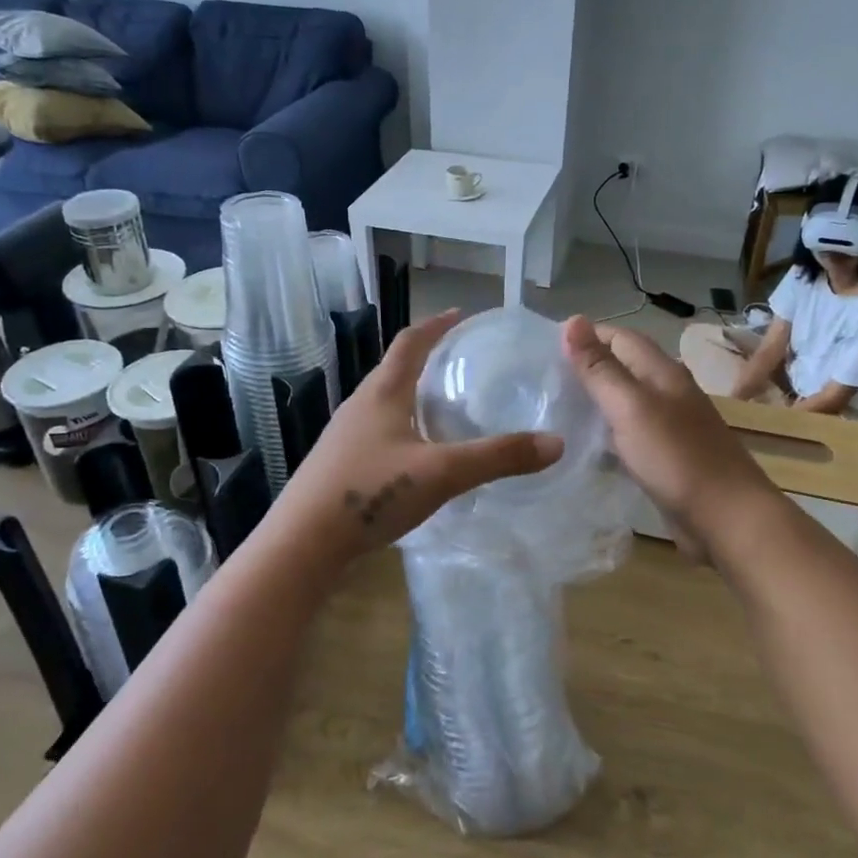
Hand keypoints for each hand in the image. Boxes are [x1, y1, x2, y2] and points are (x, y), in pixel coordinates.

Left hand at [266, 310, 563, 567]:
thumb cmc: (371, 492)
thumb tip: (555, 443)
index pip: (411, 342)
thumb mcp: (442, 473)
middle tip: (462, 365)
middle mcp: (360, 405)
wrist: (303, 542)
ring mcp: (345, 436)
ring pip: (385, 403)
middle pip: (396, 370)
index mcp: (383, 393)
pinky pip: (378, 432)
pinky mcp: (339, 465)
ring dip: (414, 396)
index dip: (437, 325)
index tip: (461, 315)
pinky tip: (418, 456)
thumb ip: (498, 457)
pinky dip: (403, 428)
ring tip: (445, 408)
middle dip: (428, 360)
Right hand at [562, 316, 773, 557]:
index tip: (543, 348)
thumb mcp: (630, 407)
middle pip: (622, 367)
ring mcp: (668, 426)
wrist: (728, 519)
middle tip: (541, 380)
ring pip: (624, 401)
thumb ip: (600, 368)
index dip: (585, 336)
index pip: (619, 337)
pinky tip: (582, 444)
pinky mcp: (665, 457)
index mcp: (662, 372)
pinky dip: (605, 432)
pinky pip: (628, 434)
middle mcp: (667, 392)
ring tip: (552, 408)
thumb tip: (573, 320)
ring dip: (593, 400)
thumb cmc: (677, 458)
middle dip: (585, 367)